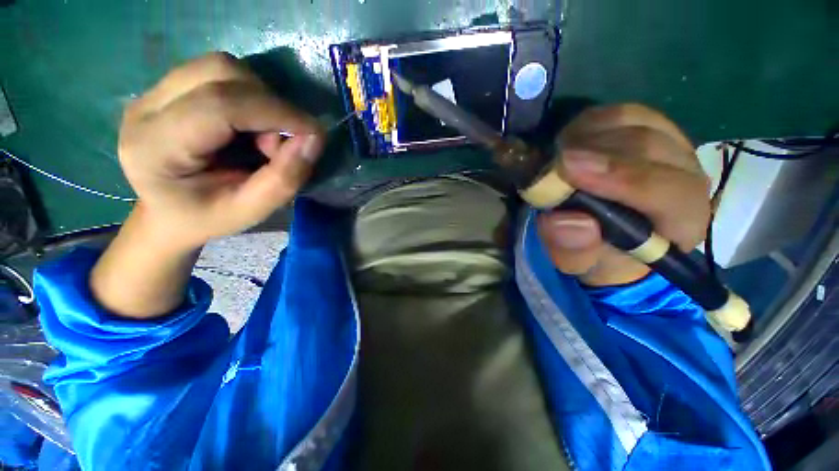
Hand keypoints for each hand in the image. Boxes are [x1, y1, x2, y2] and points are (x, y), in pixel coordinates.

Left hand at [118, 52, 324, 249]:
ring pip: (221, 67)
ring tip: (263, 135)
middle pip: (219, 73)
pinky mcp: (167, 87)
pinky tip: (249, 125)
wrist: (169, 213)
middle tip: (279, 143)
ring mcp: (152, 92)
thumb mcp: (252, 210)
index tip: (314, 132)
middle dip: (268, 104)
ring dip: (260, 98)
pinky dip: (249, 96)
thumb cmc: (207, 218)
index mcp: (155, 147)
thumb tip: (315, 138)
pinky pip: (219, 74)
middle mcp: (144, 107)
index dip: (276, 112)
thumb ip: (285, 178)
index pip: (219, 105)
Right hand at [536, 104, 710, 285]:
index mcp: (682, 219)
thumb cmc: (596, 253)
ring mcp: (667, 144)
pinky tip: (568, 143)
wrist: (606, 235)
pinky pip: (618, 113)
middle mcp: (686, 174)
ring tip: (556, 157)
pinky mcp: (645, 127)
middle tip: (552, 162)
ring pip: (634, 121)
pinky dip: (588, 124)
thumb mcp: (579, 263)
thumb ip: (573, 249)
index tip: (568, 170)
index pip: (669, 192)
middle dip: (596, 152)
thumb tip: (562, 220)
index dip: (622, 178)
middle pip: (649, 146)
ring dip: (587, 137)